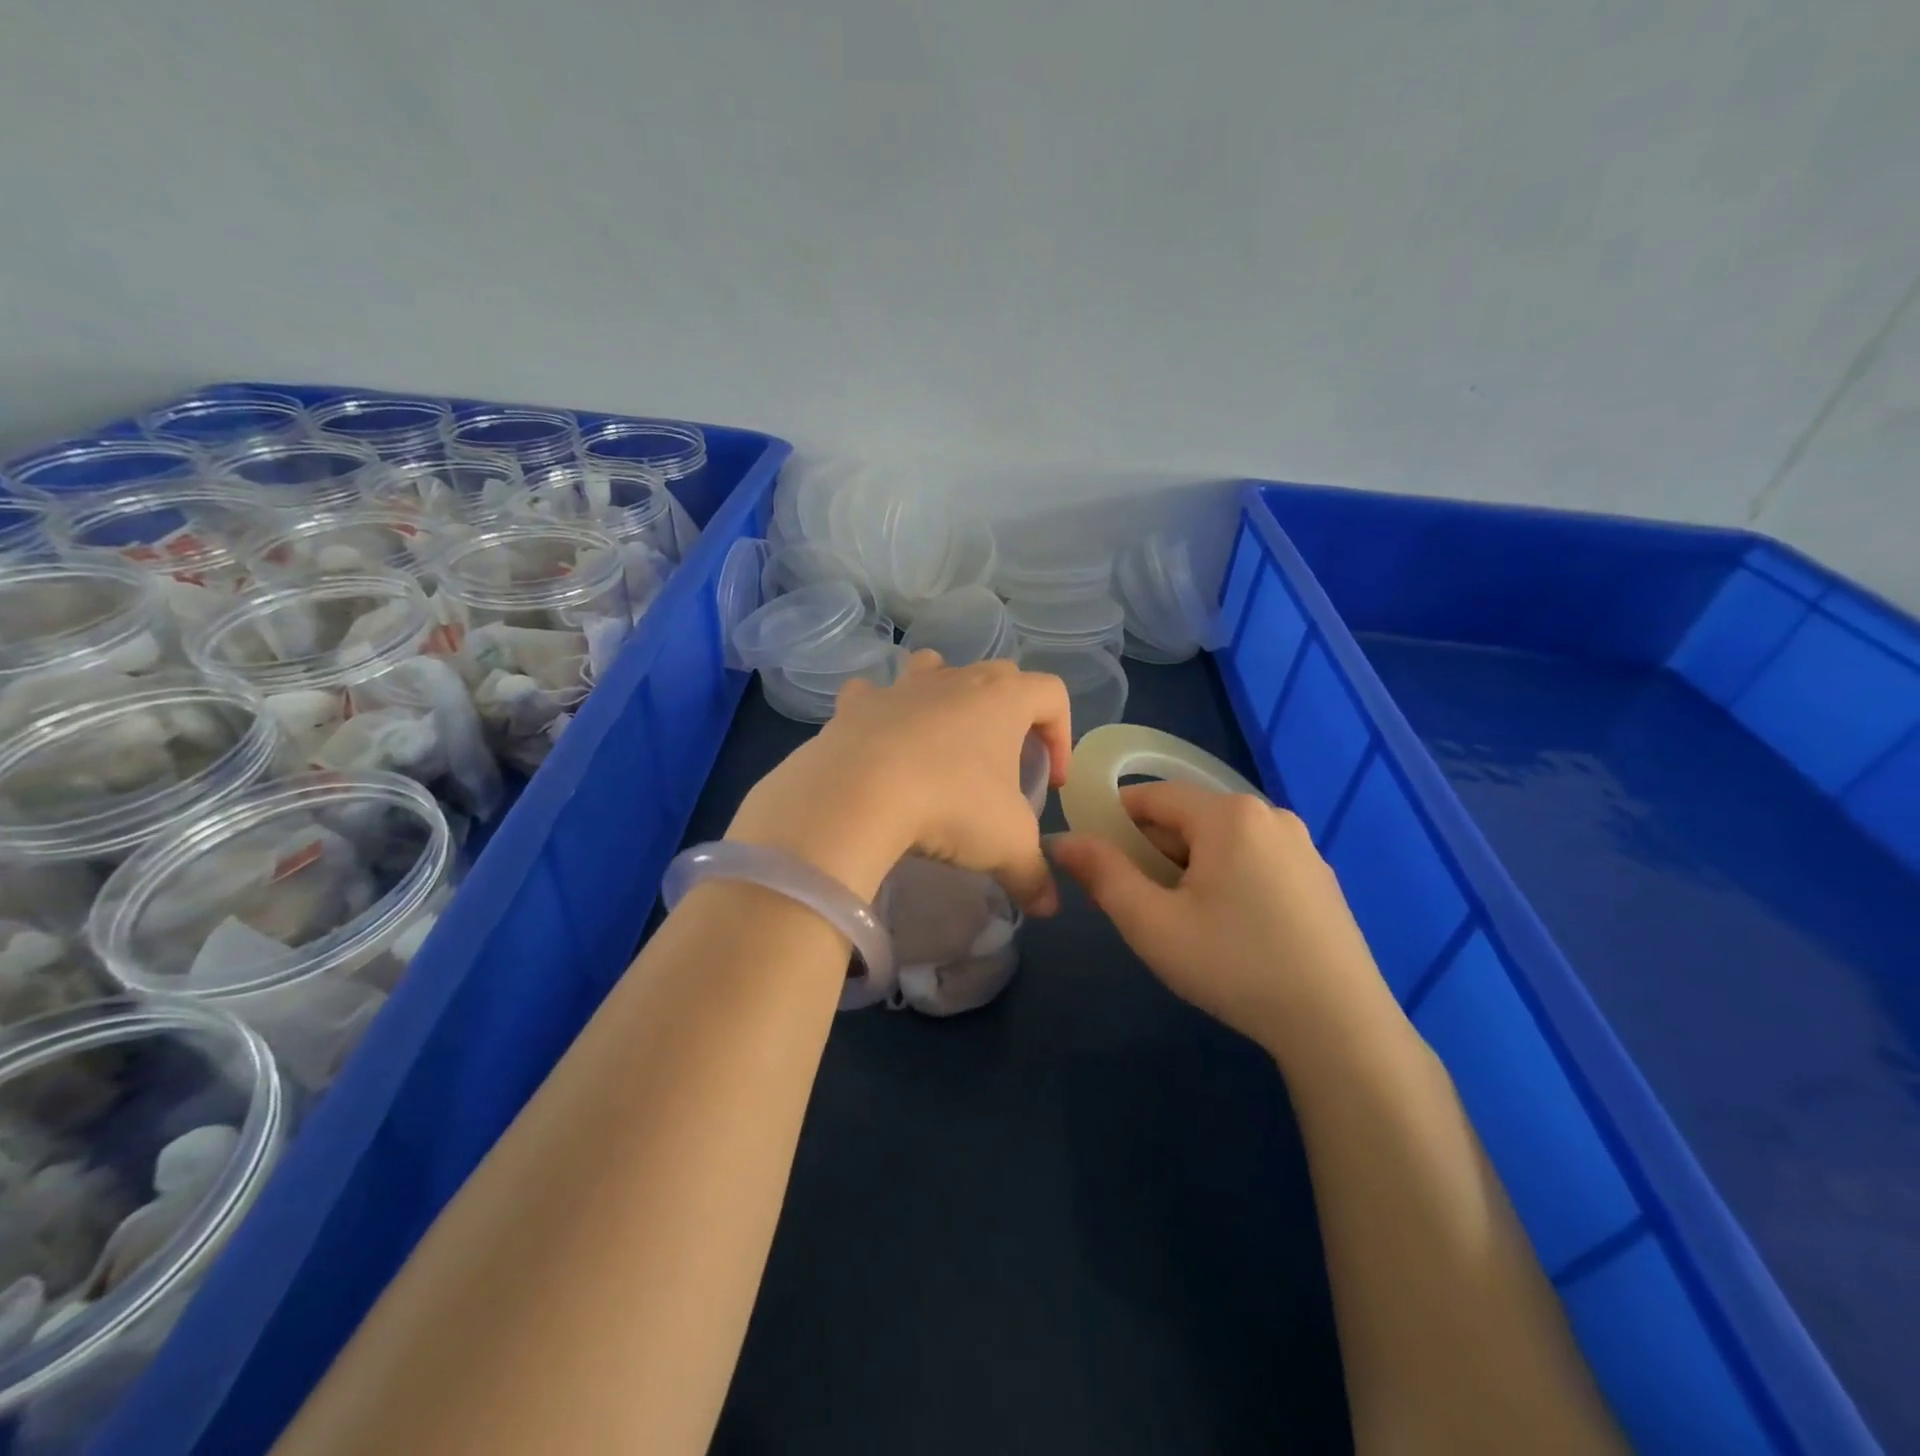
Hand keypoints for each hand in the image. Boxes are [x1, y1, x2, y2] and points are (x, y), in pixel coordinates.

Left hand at [726, 653, 1071, 913]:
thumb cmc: (950, 806)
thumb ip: (1034, 875)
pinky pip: (872, 694)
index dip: (1062, 734)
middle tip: (1003, 762)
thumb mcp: (1007, 846)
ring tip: (944, 738)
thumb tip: (1048, 906)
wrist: (856, 795)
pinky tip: (879, 741)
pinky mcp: (856, 704)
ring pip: (935, 668)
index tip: (1051, 780)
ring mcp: (902, 686)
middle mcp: (955, 679)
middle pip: (999, 675)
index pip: (1052, 694)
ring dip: (946, 693)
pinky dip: (880, 710)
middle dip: (1010, 713)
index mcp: (1003, 699)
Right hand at [1048, 781, 1400, 1064]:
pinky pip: (1253, 860)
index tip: (1096, 861)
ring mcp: (1301, 846)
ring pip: (1220, 842)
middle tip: (1136, 903)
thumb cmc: (1234, 965)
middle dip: (1152, 851)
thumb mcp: (1152, 923)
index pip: (1152, 796)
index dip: (1114, 821)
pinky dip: (1226, 879)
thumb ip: (1101, 874)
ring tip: (1181, 921)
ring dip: (1188, 868)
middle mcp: (1269, 814)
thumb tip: (1061, 840)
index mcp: (1228, 814)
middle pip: (1188, 818)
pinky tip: (1229, 929)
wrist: (1339, 1026)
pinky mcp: (1319, 878)